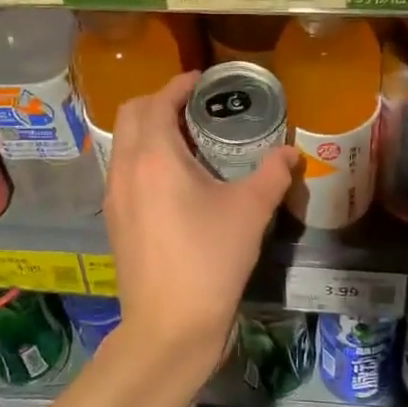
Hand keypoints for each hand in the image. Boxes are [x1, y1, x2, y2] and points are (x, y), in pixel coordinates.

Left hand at [105, 73, 297, 378]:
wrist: (169, 327)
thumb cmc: (211, 260)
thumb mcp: (251, 211)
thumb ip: (273, 174)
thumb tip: (292, 153)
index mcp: (155, 156)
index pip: (158, 101)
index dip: (179, 84)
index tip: (202, 79)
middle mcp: (126, 168)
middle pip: (131, 114)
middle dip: (158, 100)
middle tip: (194, 105)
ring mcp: (115, 196)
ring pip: (124, 143)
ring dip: (149, 129)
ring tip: (187, 139)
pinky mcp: (115, 220)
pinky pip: (124, 170)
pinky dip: (144, 157)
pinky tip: (174, 179)